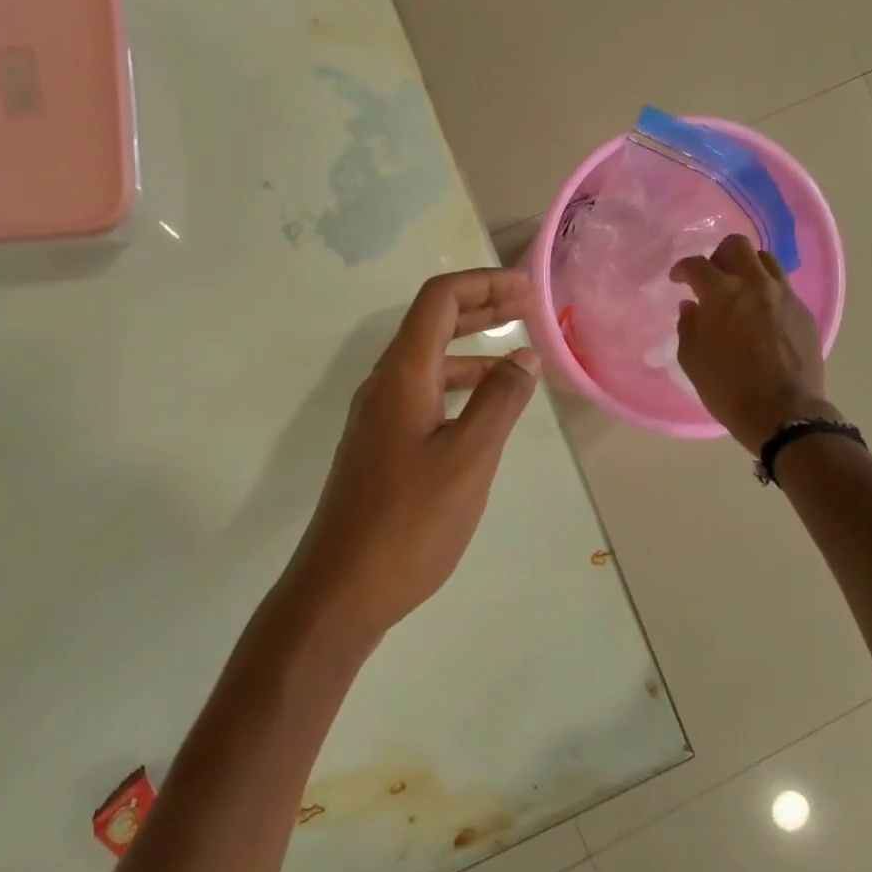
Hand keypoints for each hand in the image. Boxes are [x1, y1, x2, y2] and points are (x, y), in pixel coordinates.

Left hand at [282, 269, 541, 637]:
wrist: (342, 587)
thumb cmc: (409, 522)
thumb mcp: (468, 459)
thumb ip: (499, 402)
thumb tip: (523, 356)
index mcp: (402, 376)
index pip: (439, 300)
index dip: (483, 283)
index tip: (527, 289)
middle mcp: (384, 386)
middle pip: (431, 325)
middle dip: (480, 308)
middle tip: (528, 306)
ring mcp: (377, 418)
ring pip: (427, 363)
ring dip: (470, 350)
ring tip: (516, 357)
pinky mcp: (379, 447)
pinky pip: (422, 396)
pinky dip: (457, 387)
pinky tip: (483, 410)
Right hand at [670, 234, 834, 452]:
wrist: (782, 411)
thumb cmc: (727, 387)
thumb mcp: (692, 359)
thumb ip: (689, 326)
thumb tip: (692, 307)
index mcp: (722, 294)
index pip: (697, 265)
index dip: (683, 269)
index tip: (678, 280)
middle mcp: (756, 284)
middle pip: (737, 246)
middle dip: (719, 256)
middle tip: (711, 277)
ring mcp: (785, 296)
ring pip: (765, 261)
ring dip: (747, 269)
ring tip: (739, 291)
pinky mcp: (804, 312)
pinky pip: (782, 288)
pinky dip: (766, 292)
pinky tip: (760, 315)